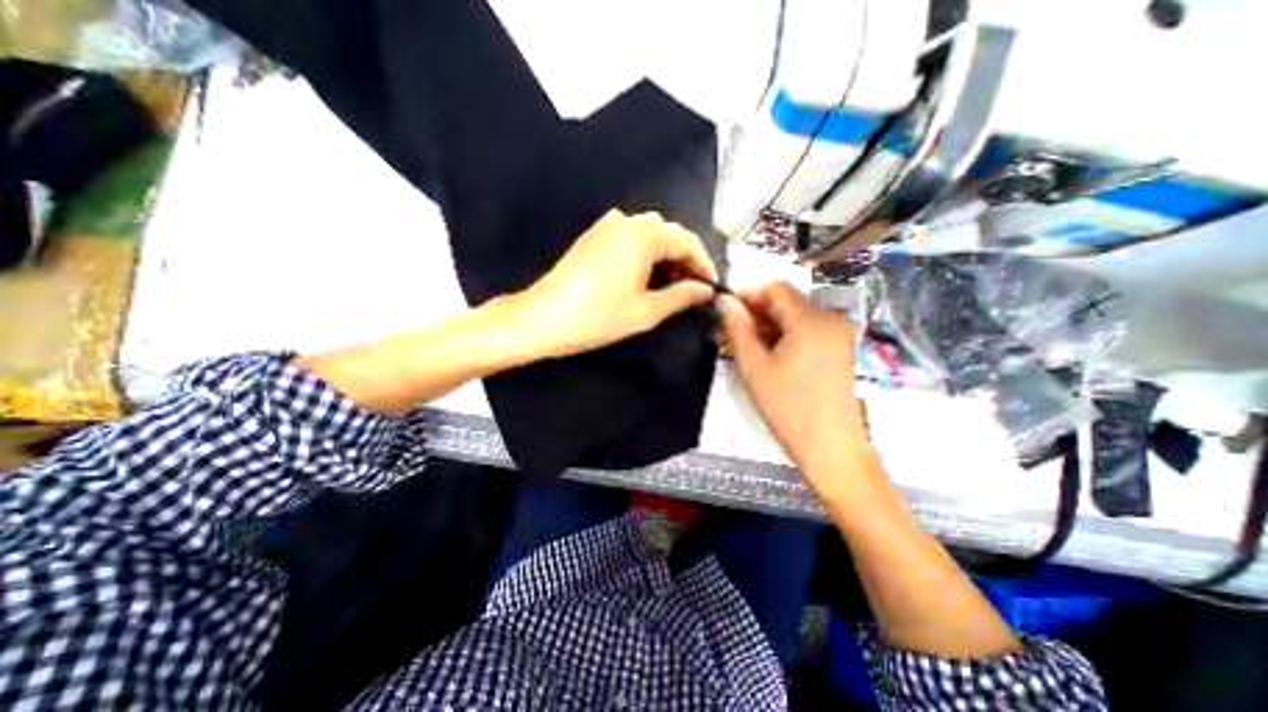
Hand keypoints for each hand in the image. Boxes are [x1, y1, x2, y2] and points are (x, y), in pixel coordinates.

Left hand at [512, 209, 712, 357]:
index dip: (703, 264)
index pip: (687, 242)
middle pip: (668, 235)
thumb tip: (705, 290)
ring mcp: (606, 226)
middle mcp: (627, 221)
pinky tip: (643, 276)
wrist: (543, 318)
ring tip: (670, 286)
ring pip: (649, 235)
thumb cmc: (598, 316)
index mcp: (644, 234)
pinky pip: (629, 238)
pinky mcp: (593, 236)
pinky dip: (643, 254)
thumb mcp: (646, 311)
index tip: (711, 287)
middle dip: (684, 260)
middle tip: (691, 290)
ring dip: (664, 256)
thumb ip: (681, 296)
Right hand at [724, 282, 872, 495]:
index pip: (775, 289)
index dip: (747, 295)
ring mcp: (838, 334)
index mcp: (811, 320)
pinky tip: (765, 354)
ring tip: (741, 346)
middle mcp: (830, 319)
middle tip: (727, 332)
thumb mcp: (755, 367)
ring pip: (795, 317)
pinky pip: (806, 331)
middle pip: (786, 302)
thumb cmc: (789, 408)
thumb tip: (724, 301)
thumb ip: (737, 329)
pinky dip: (784, 337)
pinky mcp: (839, 349)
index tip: (725, 311)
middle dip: (755, 314)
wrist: (831, 447)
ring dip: (767, 327)